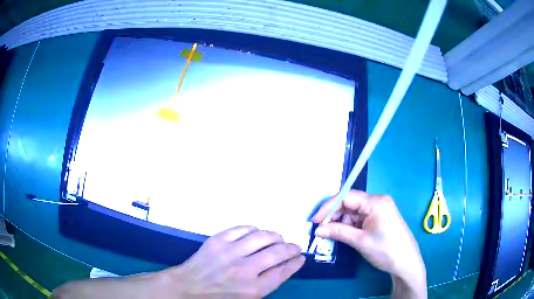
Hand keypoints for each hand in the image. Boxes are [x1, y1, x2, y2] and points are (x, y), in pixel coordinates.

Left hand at [162, 226, 304, 297]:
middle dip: (291, 248)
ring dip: (275, 236)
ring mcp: (230, 252)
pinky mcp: (217, 241)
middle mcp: (245, 270)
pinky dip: (253, 229)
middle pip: (278, 253)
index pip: (283, 271)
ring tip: (278, 238)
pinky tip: (256, 232)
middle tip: (294, 247)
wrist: (186, 289)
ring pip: (262, 237)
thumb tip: (280, 270)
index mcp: (253, 289)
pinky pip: (241, 229)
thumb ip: (264, 287)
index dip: (295, 263)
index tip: (301, 257)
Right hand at [312, 191, 425, 298]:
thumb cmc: (385, 250)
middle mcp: (377, 201)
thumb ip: (338, 232)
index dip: (328, 207)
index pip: (346, 197)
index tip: (314, 220)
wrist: (406, 262)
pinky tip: (342, 234)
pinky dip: (349, 226)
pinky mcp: (379, 218)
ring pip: (353, 211)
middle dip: (334, 215)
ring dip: (341, 222)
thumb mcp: (360, 241)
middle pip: (350, 203)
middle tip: (320, 229)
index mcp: (375, 202)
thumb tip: (317, 229)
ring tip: (330, 234)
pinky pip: (360, 218)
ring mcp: (379, 210)